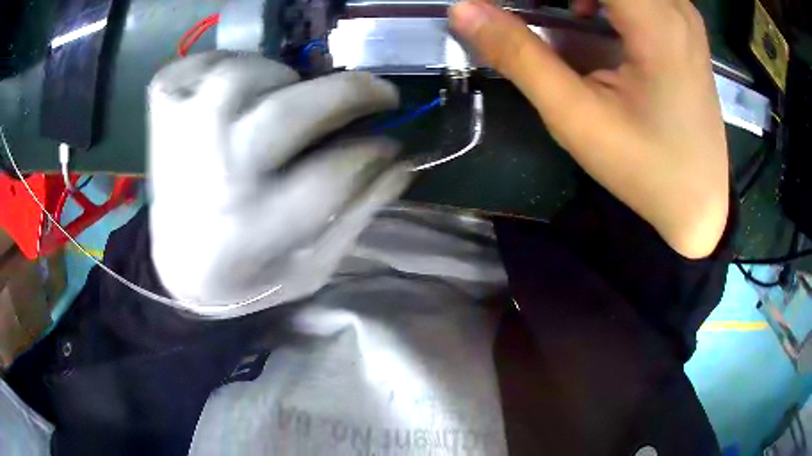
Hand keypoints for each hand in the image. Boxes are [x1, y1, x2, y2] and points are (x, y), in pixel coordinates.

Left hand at [147, 51, 409, 317]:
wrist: (176, 263)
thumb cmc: (247, 275)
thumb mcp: (310, 267)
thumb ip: (356, 215)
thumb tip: (401, 162)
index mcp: (251, 232)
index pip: (330, 176)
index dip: (374, 153)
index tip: (392, 145)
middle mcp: (211, 179)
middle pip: (284, 112)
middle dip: (351, 92)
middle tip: (379, 94)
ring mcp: (177, 137)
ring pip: (241, 75)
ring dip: (283, 77)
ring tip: (288, 99)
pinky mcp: (161, 112)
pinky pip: (203, 63)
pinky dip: (230, 64)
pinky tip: (240, 93)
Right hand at [450, 0, 728, 257]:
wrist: (699, 202)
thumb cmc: (646, 168)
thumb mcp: (577, 117)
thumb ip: (519, 55)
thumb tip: (463, 9)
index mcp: (656, 20)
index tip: (514, 8)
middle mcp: (675, 5)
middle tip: (533, 13)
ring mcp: (683, 14)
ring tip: (559, 16)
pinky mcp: (684, 26)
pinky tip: (591, 16)